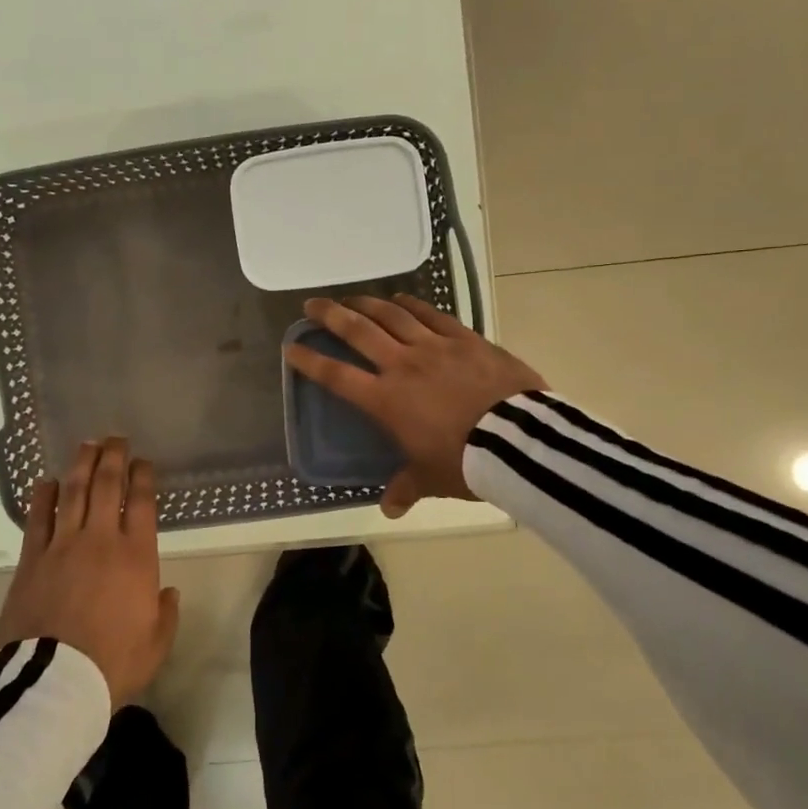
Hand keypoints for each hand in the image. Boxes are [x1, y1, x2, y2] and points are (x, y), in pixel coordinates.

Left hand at [0, 437, 180, 706]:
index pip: (141, 502)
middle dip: (113, 457)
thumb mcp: (155, 644)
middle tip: (116, 438)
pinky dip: (43, 496)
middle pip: (106, 485)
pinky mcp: (32, 559)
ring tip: (86, 445)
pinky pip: (38, 518)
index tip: (143, 461)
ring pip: (73, 492)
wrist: (55, 683)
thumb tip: (168, 592)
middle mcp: (100, 540)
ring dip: (81, 465)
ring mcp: (63, 545)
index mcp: (136, 556)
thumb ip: (165, 613)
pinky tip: (45, 481)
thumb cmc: (113, 663)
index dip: (143, 476)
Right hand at [284, 294, 546, 518]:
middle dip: (330, 315)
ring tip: (352, 298)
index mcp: (386, 400)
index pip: (337, 376)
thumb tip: (390, 510)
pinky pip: (432, 315)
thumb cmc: (465, 462)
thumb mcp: (431, 479)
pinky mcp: (465, 338)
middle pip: (358, 331)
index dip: (310, 361)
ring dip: (367, 304)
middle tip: (312, 304)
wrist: (517, 440)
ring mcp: (434, 347)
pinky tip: (401, 298)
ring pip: (391, 316)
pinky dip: (412, 305)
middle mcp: (402, 365)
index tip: (291, 347)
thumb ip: (407, 487)